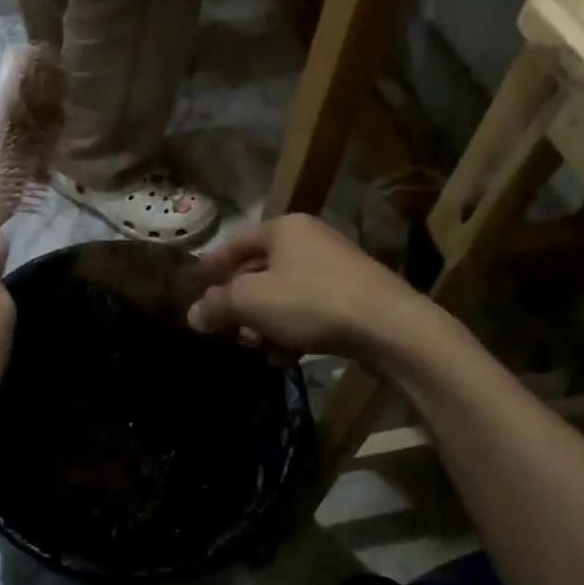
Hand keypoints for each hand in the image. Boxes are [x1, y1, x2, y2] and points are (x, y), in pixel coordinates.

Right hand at [187, 213, 427, 361]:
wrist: (391, 328)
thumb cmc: (312, 301)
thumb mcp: (253, 302)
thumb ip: (217, 305)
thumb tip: (192, 314)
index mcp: (284, 228)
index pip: (234, 244)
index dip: (210, 268)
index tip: (193, 292)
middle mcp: (309, 239)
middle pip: (259, 270)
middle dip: (239, 303)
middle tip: (227, 330)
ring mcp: (334, 267)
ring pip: (283, 293)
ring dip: (264, 321)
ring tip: (257, 347)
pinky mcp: (353, 296)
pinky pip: (309, 308)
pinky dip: (292, 329)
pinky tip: (286, 356)